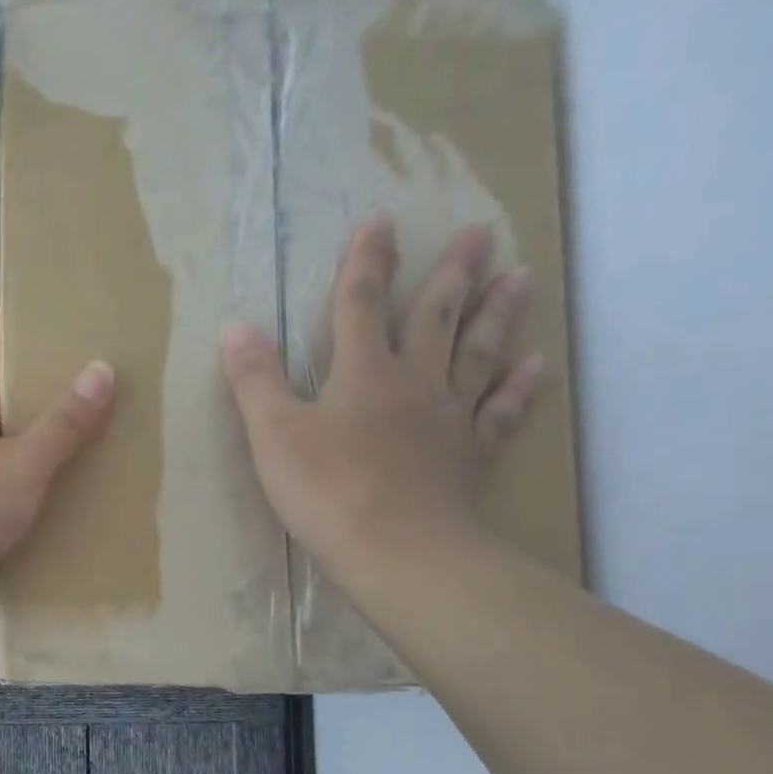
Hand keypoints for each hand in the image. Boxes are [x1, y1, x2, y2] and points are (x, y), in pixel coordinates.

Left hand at [0, 303, 114, 629]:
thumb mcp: (22, 463)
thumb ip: (63, 424)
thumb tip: (102, 371)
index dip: (2, 320)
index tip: (29, 299)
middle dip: (26, 378)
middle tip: (74, 366)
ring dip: (23, 431)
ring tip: (71, 426)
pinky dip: (16, 474)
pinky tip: (45, 487)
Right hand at [220, 216, 546, 581]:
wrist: (400, 553)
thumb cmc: (328, 490)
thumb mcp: (273, 432)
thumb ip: (255, 378)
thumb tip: (235, 328)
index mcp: (363, 372)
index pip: (362, 302)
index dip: (367, 261)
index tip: (381, 220)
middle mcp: (414, 382)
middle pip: (436, 317)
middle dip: (452, 272)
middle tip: (480, 232)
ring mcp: (449, 418)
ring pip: (477, 354)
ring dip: (497, 313)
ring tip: (520, 276)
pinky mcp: (471, 455)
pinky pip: (499, 412)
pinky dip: (519, 388)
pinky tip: (537, 366)